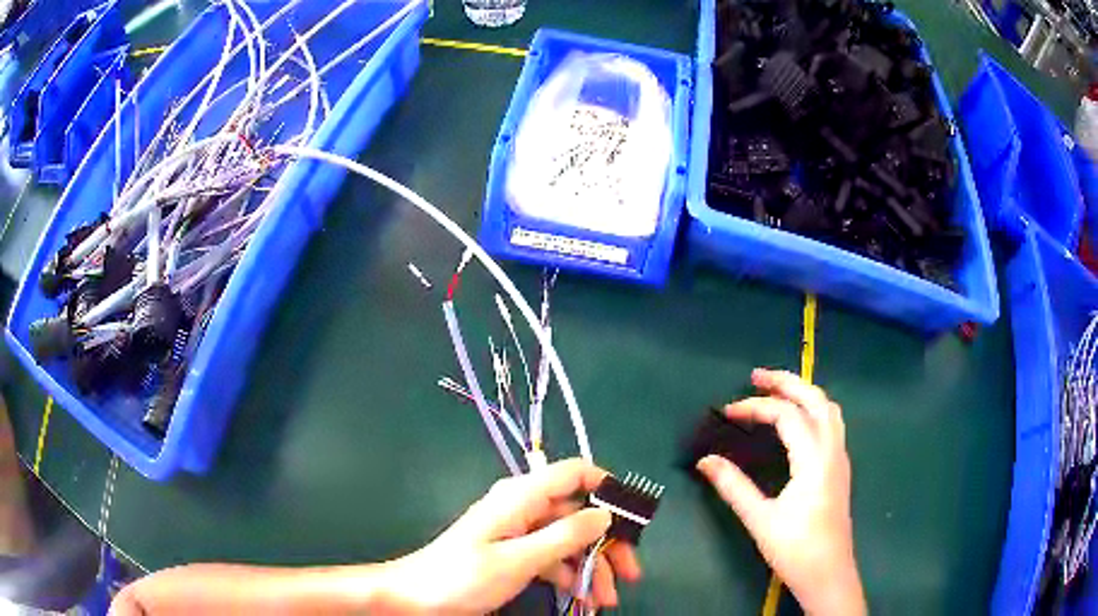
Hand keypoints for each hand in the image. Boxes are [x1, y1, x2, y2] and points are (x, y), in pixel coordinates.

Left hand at [374, 459, 641, 614]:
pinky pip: (554, 559)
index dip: (608, 489)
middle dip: (607, 544)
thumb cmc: (462, 577)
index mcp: (521, 497)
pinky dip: (571, 576)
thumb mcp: (518, 560)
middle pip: (579, 514)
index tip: (633, 520)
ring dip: (592, 568)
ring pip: (570, 541)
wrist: (415, 599)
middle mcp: (524, 508)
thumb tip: (606, 515)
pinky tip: (582, 598)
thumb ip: (563, 536)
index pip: (574, 473)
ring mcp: (520, 533)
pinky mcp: (516, 554)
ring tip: (606, 600)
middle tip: (630, 575)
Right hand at [696, 369, 864, 615]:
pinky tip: (797, 422)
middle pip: (815, 399)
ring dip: (803, 392)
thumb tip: (705, 460)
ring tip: (776, 391)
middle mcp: (833, 450)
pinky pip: (831, 423)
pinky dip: (813, 409)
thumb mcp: (760, 520)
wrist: (829, 574)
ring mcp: (841, 457)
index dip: (756, 407)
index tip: (727, 412)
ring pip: (829, 408)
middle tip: (756, 376)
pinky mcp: (840, 468)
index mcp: (814, 460)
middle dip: (786, 381)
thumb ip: (733, 487)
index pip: (787, 416)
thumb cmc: (795, 549)